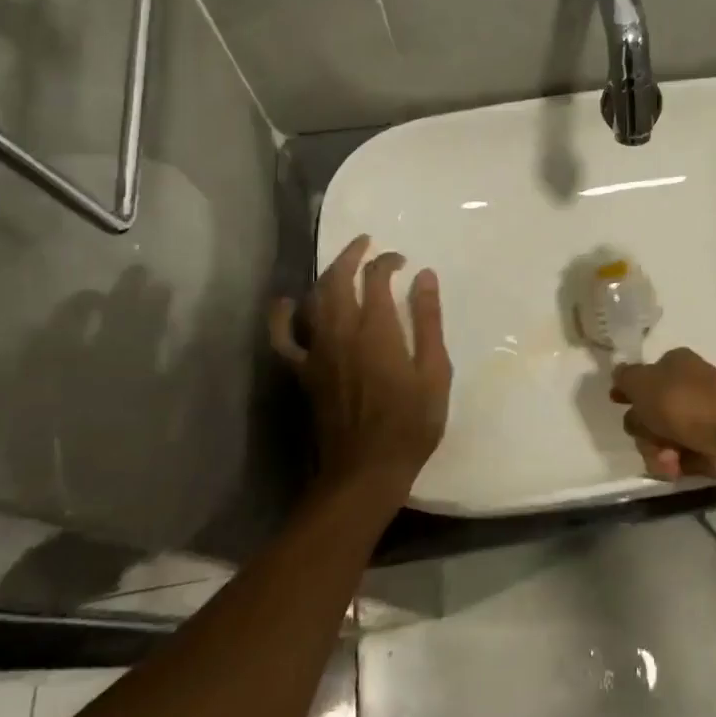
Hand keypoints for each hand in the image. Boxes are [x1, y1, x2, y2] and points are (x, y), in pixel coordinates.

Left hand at [271, 235, 451, 506]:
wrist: (365, 472)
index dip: (387, 262)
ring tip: (340, 266)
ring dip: (326, 276)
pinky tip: (286, 303)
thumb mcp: (434, 373)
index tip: (403, 262)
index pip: (376, 279)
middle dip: (352, 256)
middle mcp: (342, 333)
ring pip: (314, 301)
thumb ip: (429, 322)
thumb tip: (424, 276)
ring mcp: (317, 353)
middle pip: (338, 280)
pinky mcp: (303, 373)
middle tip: (367, 245)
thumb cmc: (411, 424)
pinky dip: (281, 317)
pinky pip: (283, 339)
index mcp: (378, 331)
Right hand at [610, 348, 715, 490]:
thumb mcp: (644, 383)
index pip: (644, 375)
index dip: (628, 389)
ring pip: (660, 438)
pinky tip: (678, 470)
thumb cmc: (687, 403)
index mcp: (676, 364)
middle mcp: (689, 388)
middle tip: (650, 434)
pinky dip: (675, 465)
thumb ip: (625, 378)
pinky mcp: (710, 449)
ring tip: (669, 459)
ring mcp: (701, 420)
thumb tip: (619, 374)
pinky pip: (679, 459)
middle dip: (642, 429)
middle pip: (648, 412)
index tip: (616, 402)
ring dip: (656, 451)